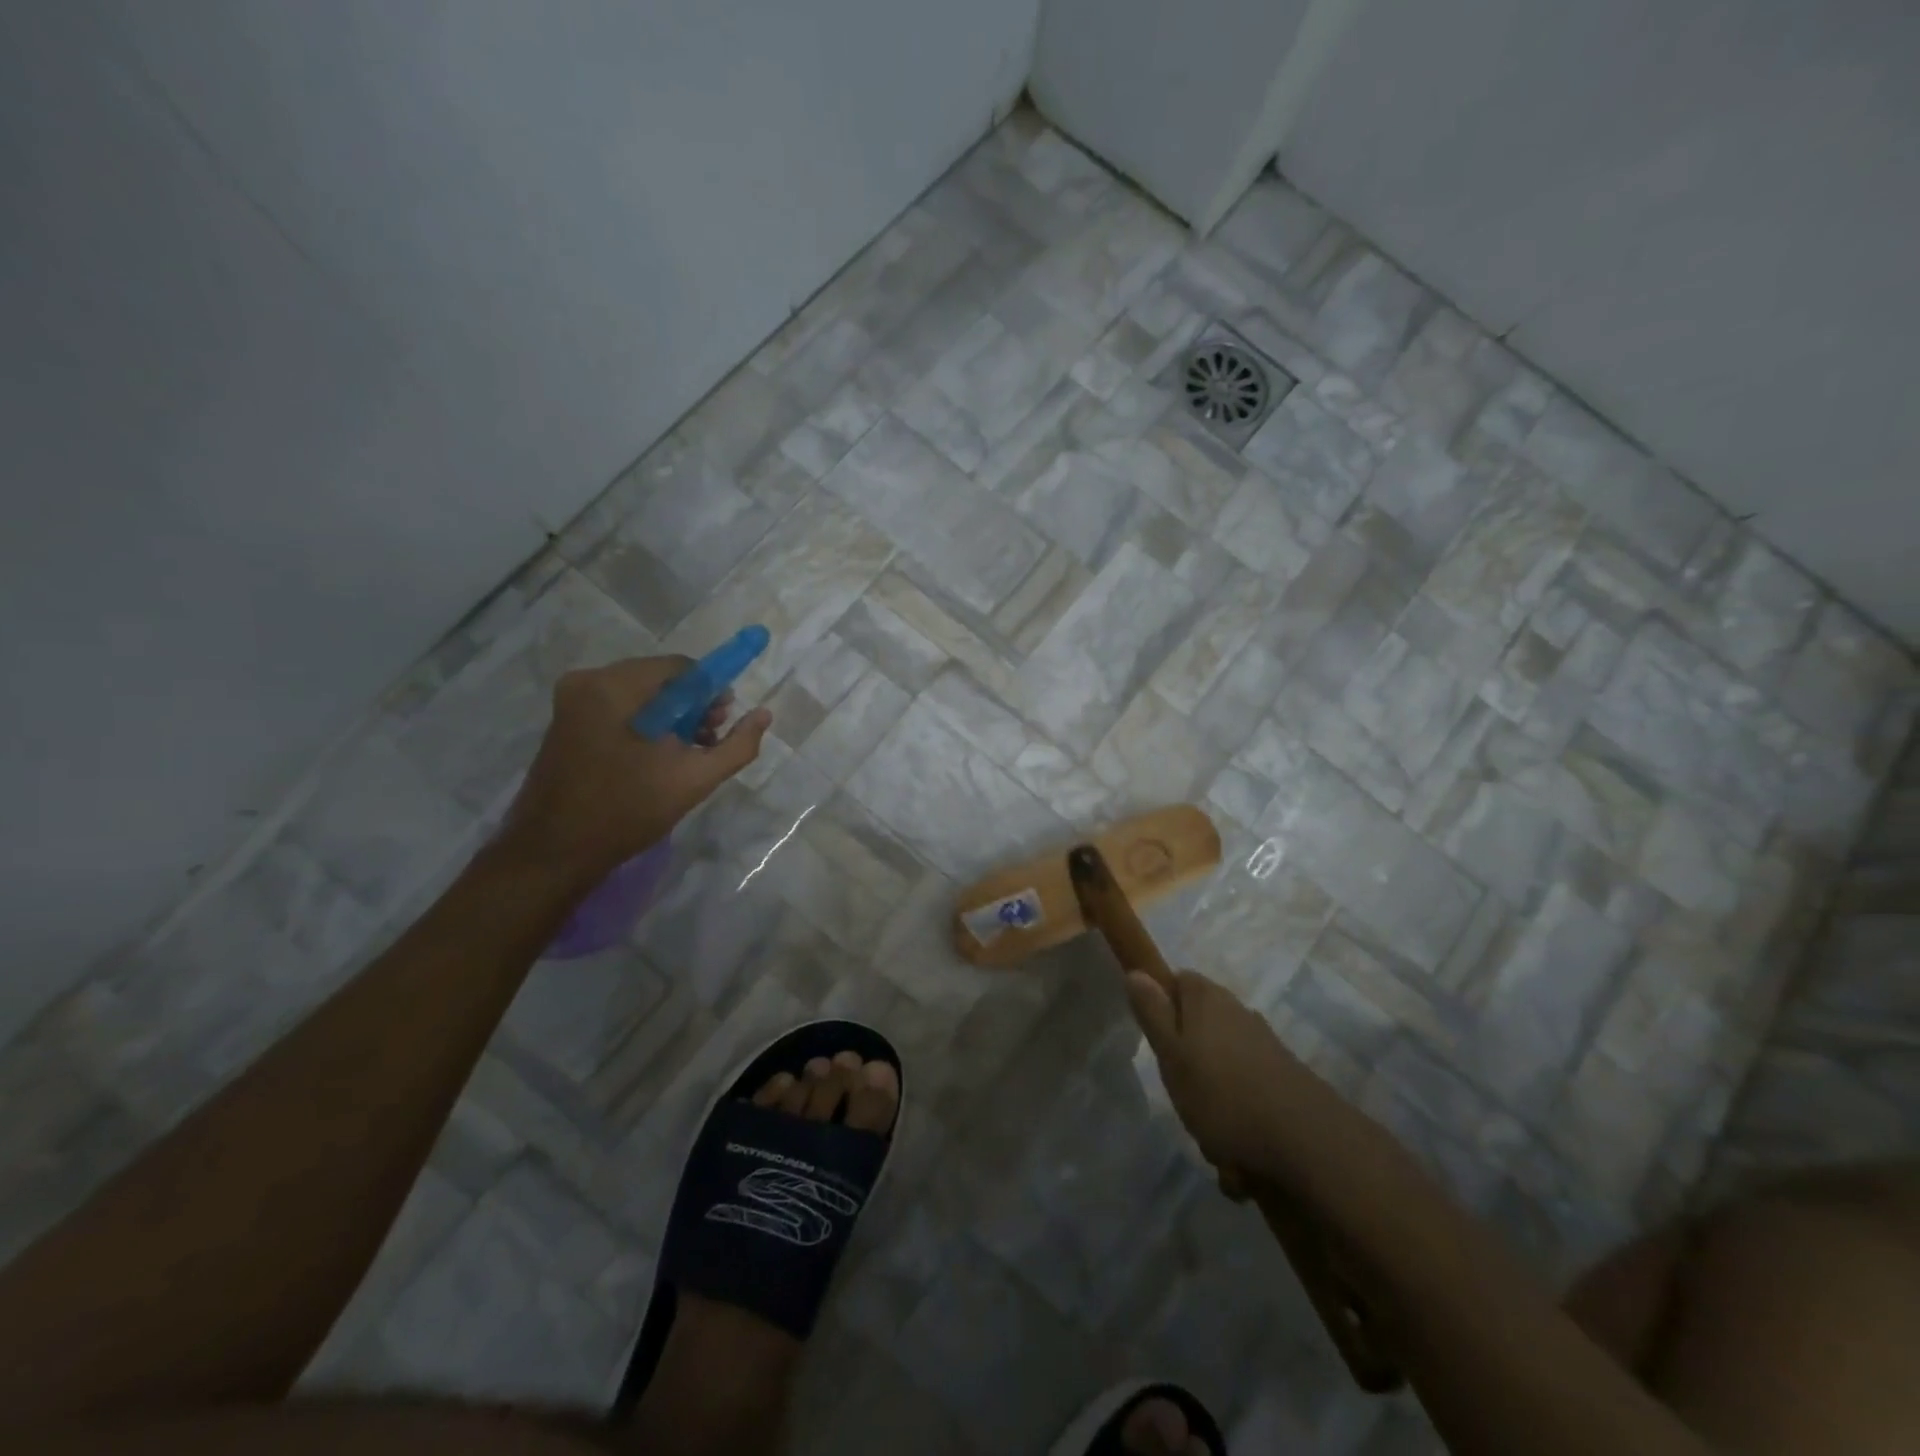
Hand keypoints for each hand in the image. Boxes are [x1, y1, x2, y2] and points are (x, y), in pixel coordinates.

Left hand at [499, 656, 771, 880]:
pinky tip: (657, 757)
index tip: (725, 721)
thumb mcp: (694, 779)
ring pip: (640, 695)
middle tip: (709, 741)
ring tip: (686, 753)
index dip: (711, 691)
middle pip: (659, 679)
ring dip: (670, 718)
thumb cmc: (627, 811)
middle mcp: (588, 681)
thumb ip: (737, 745)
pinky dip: (645, 725)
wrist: (553, 852)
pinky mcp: (565, 721)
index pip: (681, 668)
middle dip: (691, 706)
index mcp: (615, 687)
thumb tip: (764, 714)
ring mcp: (572, 701)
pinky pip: (619, 709)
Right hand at [1126, 968, 1303, 1180]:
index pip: (1178, 982)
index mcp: (1207, 999)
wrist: (1306, 1142)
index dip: (1163, 1006)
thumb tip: (1136, 972)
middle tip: (1182, 1096)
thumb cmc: (1222, 1093)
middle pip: (1199, 1028)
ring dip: (1214, 1104)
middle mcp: (1238, 1013)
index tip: (1157, 1040)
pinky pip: (1248, 1097)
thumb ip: (1152, 1013)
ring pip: (1223, 1069)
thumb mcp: (1171, 1054)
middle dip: (1188, 1065)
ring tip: (1213, 1142)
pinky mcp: (1285, 1080)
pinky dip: (1240, 1124)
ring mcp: (1265, 1046)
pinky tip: (1240, 1159)